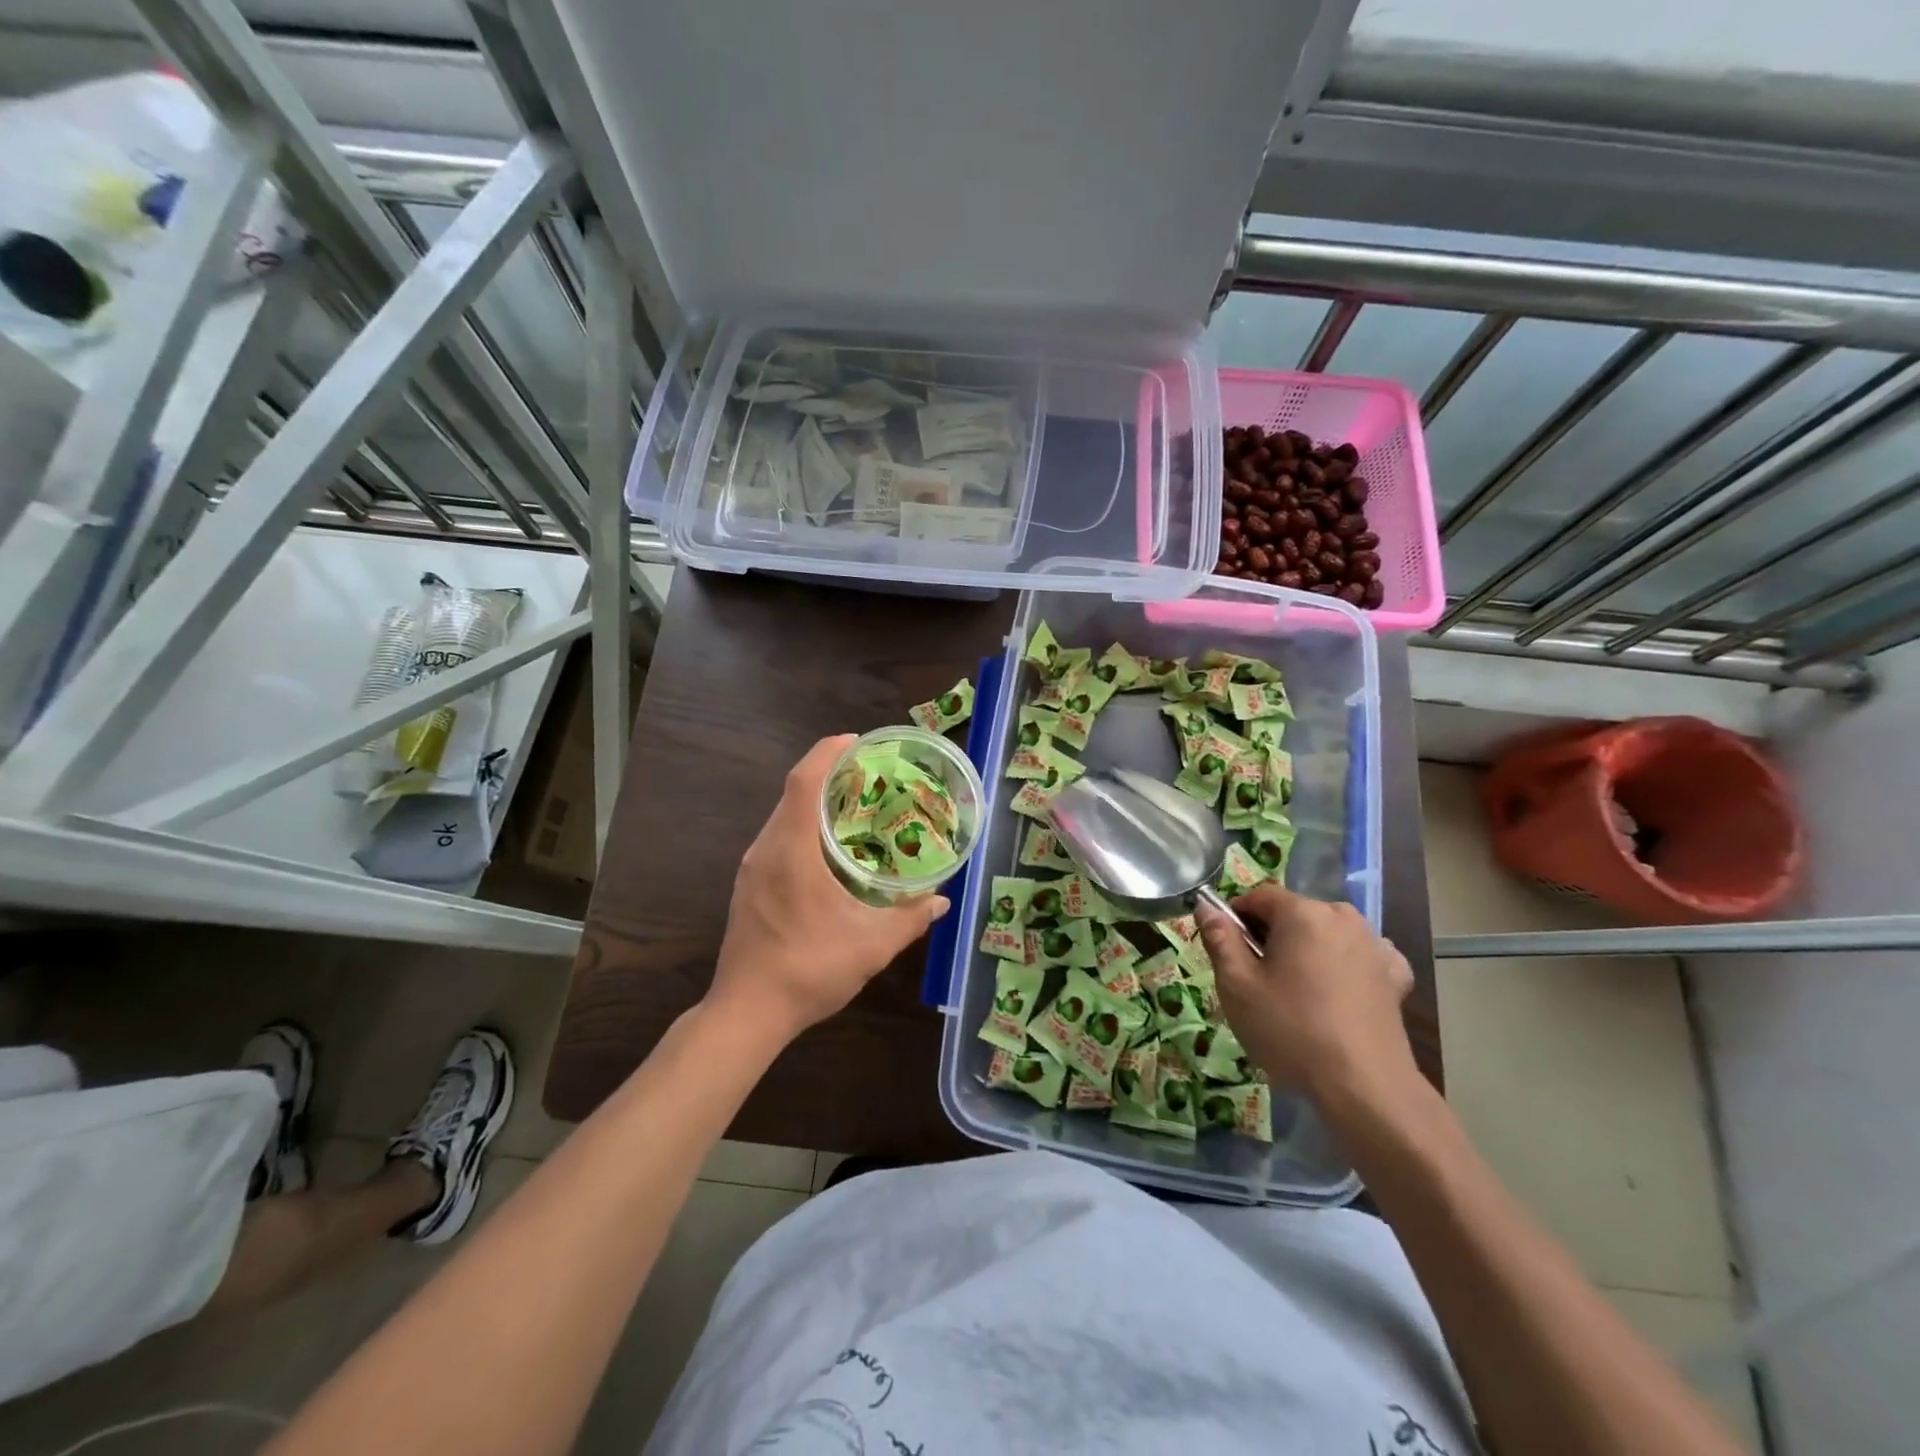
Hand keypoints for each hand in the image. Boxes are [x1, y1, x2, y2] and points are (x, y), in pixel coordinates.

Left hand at [708, 735, 949, 1044]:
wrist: (747, 1013)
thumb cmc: (809, 970)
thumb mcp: (872, 946)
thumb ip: (910, 918)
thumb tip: (941, 900)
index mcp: (792, 851)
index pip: (804, 781)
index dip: (828, 752)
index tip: (857, 742)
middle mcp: (766, 849)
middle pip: (793, 792)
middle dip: (829, 774)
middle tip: (871, 776)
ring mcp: (752, 868)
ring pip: (784, 816)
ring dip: (816, 802)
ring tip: (856, 808)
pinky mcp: (748, 886)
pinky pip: (778, 839)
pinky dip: (804, 827)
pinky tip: (831, 851)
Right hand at [1197, 883, 1415, 1102]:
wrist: (1364, 1086)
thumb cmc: (1291, 1030)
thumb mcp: (1237, 986)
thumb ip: (1220, 939)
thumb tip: (1205, 906)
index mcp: (1302, 913)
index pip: (1258, 897)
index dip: (1236, 918)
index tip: (1228, 951)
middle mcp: (1342, 917)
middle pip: (1294, 914)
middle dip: (1273, 936)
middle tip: (1259, 978)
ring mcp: (1375, 944)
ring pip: (1327, 933)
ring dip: (1308, 950)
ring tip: (1299, 992)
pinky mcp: (1396, 975)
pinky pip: (1361, 955)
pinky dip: (1346, 965)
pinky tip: (1339, 992)